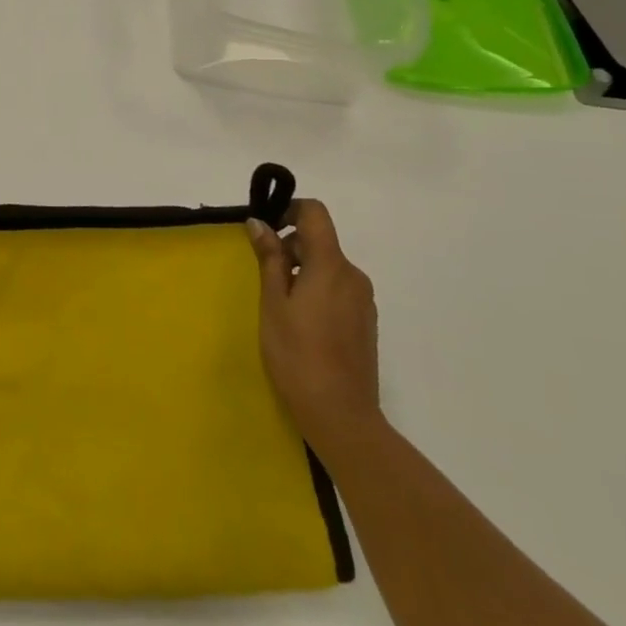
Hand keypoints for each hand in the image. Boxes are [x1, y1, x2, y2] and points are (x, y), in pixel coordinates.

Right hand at [247, 199, 380, 454]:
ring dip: (302, 271)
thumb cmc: (297, 354)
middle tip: (263, 277)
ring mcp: (363, 300)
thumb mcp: (273, 303)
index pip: (315, 213)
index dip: (289, 210)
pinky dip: (316, 291)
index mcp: (331, 266)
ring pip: (328, 267)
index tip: (266, 230)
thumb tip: (260, 223)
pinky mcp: (365, 322)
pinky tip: (301, 323)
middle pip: (320, 241)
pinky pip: (338, 289)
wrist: (341, 415)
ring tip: (279, 304)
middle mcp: (354, 276)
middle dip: (290, 248)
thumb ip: (270, 259)